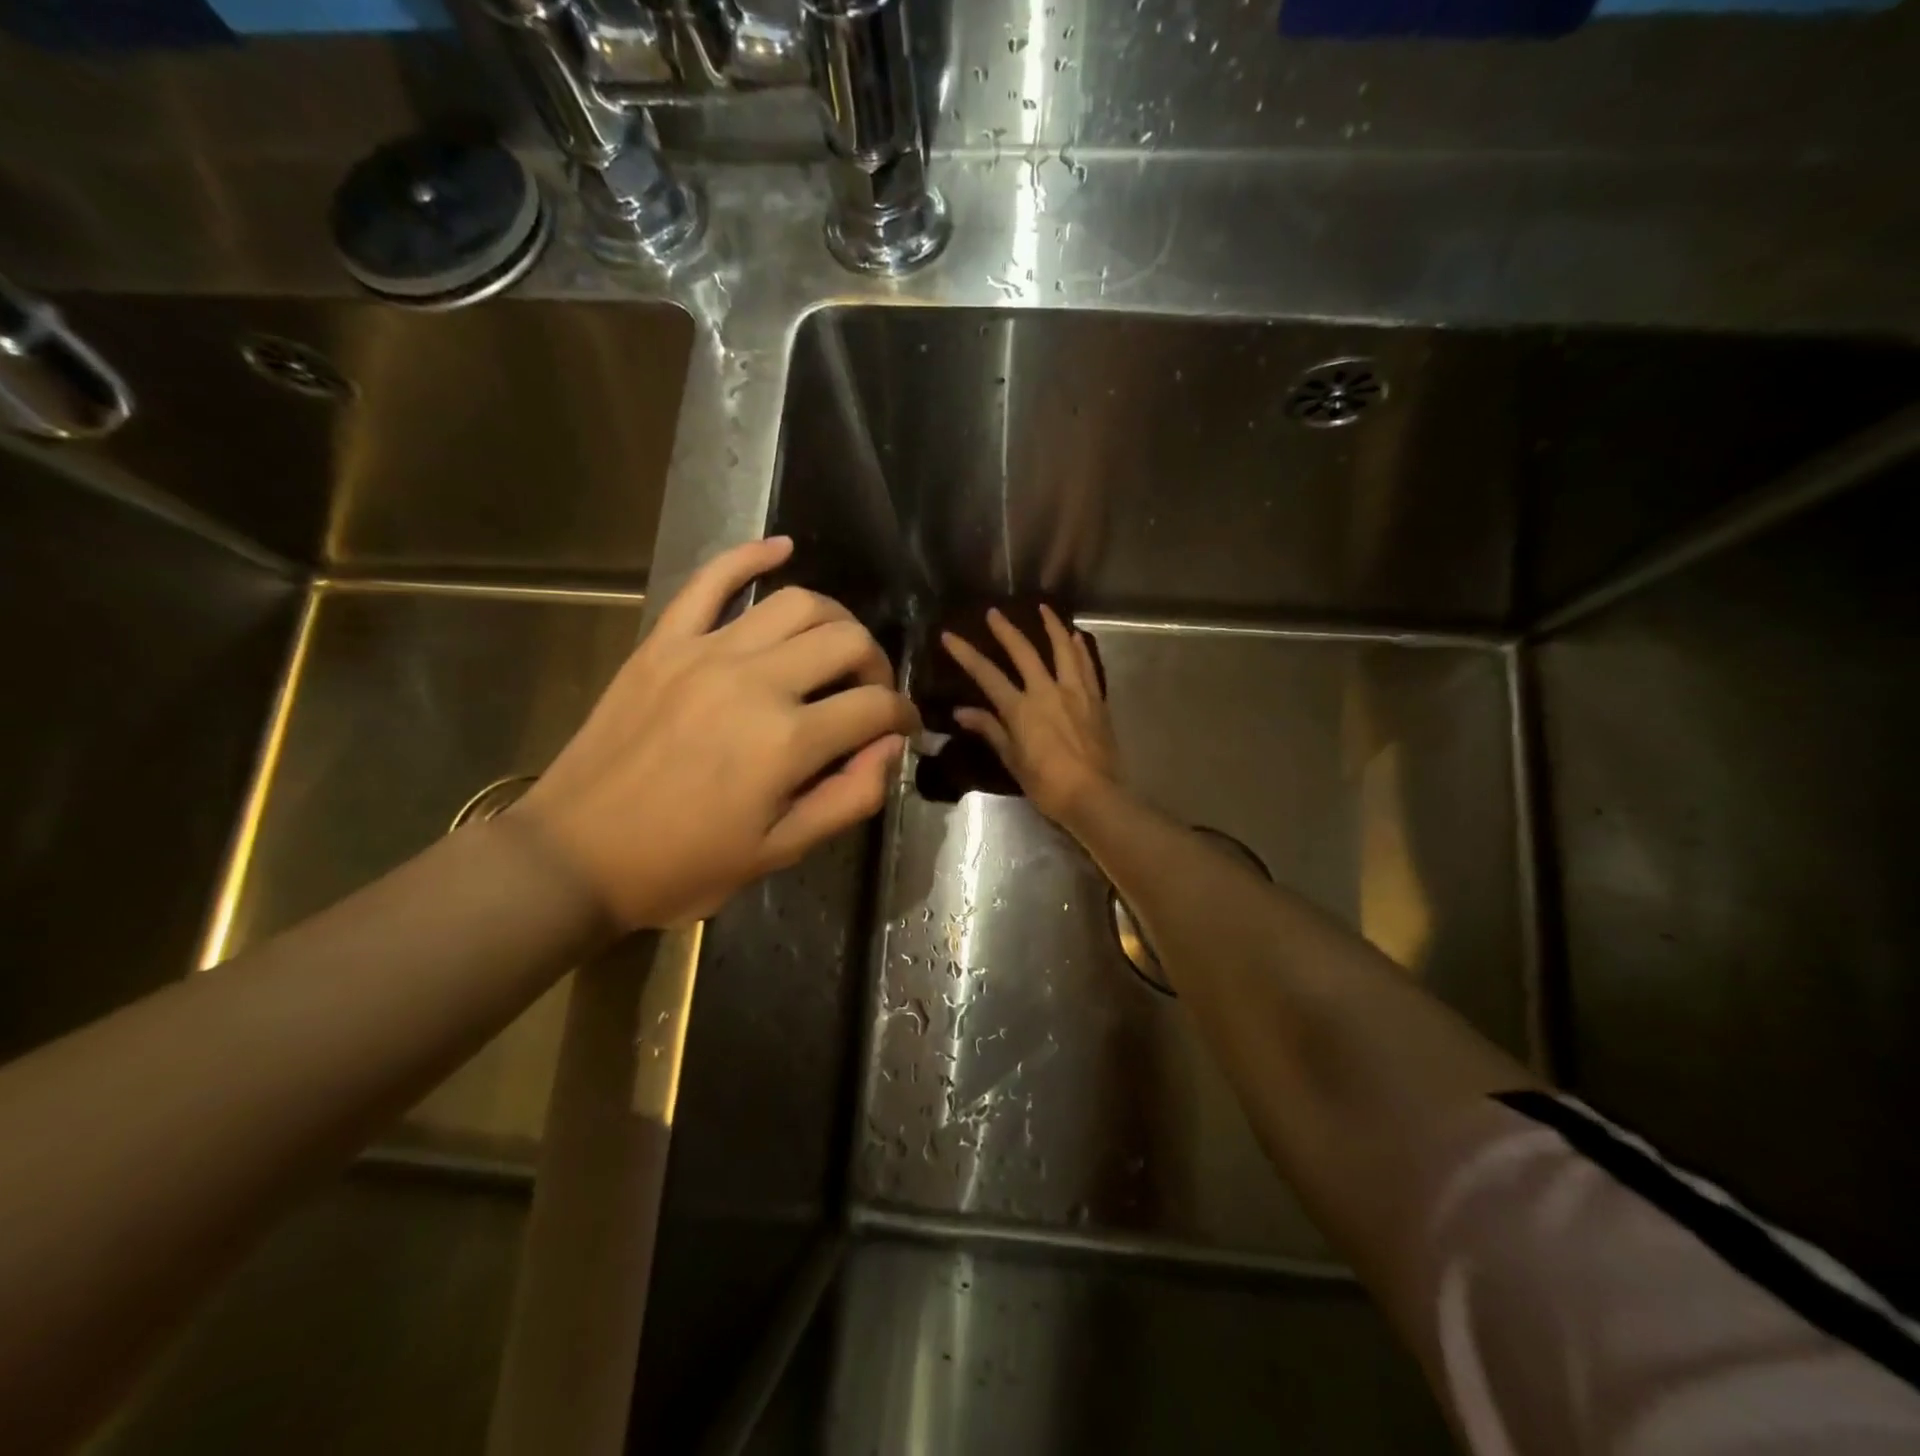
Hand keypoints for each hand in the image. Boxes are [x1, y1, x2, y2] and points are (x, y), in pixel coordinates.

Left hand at [512, 537, 917, 929]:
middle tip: (872, 692)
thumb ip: (849, 798)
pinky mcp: (665, 642)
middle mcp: (755, 682)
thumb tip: (890, 747)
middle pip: (847, 641)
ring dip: (835, 619)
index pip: (875, 707)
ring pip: (796, 603)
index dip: (903, 716)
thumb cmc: (683, 865)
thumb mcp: (779, 853)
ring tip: (838, 646)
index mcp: (786, 742)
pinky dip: (750, 556)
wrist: (575, 855)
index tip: (905, 728)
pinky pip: (711, 580)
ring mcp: (706, 652)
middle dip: (877, 665)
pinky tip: (782, 548)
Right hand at [941, 605, 1119, 824]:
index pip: (987, 675)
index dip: (966, 654)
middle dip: (1006, 630)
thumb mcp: (1013, 760)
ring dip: (1052, 626)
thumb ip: (990, 730)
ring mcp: (1075, 692)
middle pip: (1024, 652)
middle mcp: (1047, 692)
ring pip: (1062, 649)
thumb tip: (961, 712)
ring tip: (1044, 608)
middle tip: (994, 612)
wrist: (1094, 796)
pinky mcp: (1096, 699)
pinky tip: (1076, 637)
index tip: (949, 636)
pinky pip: (1087, 666)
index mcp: (1021, 709)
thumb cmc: (1047, 784)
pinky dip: (1080, 649)